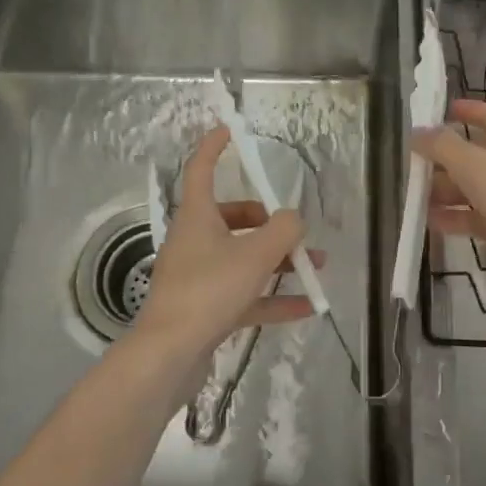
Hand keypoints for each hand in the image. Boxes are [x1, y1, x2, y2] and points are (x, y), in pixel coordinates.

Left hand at [133, 126, 315, 360]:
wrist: (169, 355)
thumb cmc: (209, 290)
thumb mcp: (255, 254)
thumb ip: (283, 230)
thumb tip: (293, 219)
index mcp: (197, 217)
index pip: (202, 169)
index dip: (214, 147)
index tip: (230, 130)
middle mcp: (194, 240)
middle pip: (232, 218)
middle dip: (269, 223)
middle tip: (297, 231)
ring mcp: (197, 276)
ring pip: (242, 258)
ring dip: (278, 261)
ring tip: (315, 267)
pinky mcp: (204, 308)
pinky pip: (244, 295)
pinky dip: (272, 298)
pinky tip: (306, 306)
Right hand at [413, 99, 485, 318]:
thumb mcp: (475, 165)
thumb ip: (442, 147)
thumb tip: (417, 132)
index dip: (468, 110)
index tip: (443, 110)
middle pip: (475, 154)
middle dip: (444, 158)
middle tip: (411, 162)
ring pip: (474, 188)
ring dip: (445, 190)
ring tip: (413, 196)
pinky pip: (477, 217)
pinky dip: (456, 217)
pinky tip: (430, 222)